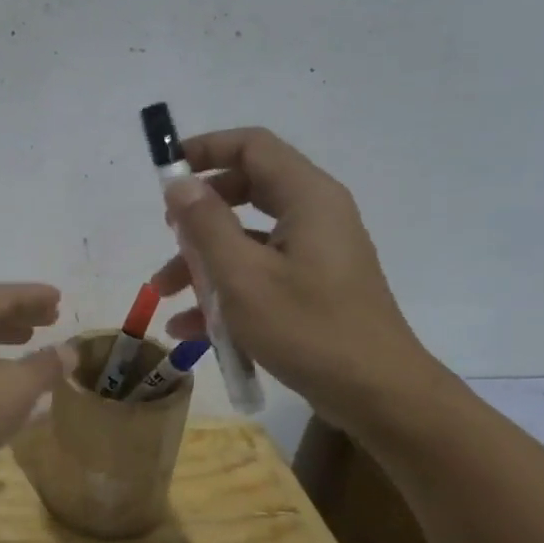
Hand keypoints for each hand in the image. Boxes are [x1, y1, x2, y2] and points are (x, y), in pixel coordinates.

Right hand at [152, 128, 444, 428]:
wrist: (378, 395)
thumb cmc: (308, 329)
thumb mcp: (243, 277)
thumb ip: (206, 225)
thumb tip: (179, 183)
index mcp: (307, 198)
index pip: (252, 146)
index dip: (205, 149)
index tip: (165, 172)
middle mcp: (315, 214)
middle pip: (246, 190)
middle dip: (198, 215)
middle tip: (168, 234)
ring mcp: (316, 252)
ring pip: (249, 237)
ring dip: (204, 260)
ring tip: (165, 294)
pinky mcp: (314, 285)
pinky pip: (262, 271)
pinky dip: (227, 289)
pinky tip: (191, 328)